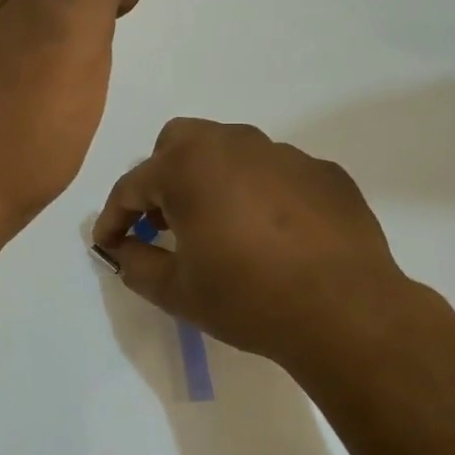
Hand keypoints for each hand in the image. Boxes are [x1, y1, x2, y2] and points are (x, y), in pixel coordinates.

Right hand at [92, 119, 424, 369]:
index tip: (109, 243)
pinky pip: (275, 172)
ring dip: (212, 180)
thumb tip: (122, 249)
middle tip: (166, 221)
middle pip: (179, 142)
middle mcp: (233, 144)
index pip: (132, 185)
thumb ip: (137, 264)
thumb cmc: (248, 298)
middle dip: (162, 176)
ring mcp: (283, 153)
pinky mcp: (323, 172)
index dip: (114, 217)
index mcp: (188, 167)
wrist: (346, 311)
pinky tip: (274, 234)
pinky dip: (260, 192)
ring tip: (222, 227)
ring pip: (230, 151)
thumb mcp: (177, 291)